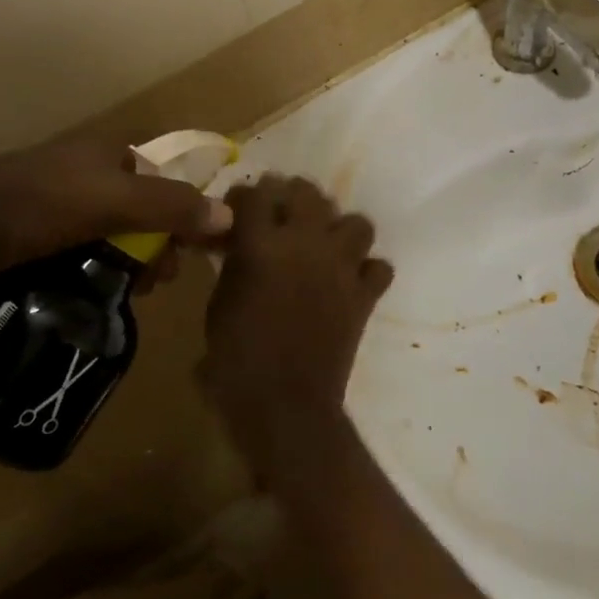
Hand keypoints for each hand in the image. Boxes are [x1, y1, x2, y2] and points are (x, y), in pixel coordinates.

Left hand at [0, 135, 234, 296]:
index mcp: (107, 149)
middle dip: (154, 243)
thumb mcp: (117, 203)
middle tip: (155, 281)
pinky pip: (77, 242)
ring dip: (125, 259)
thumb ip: (173, 207)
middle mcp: (84, 165)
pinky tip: (89, 289)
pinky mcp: (27, 222)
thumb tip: (230, 217)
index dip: (180, 209)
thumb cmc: (43, 204)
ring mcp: (53, 193)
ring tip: (127, 293)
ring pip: (108, 227)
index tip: (184, 249)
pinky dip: (92, 264)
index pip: (162, 174)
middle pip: (138, 204)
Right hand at [201, 175, 393, 477]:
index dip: (247, 196)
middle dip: (294, 197)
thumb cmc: (236, 360)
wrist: (284, 406)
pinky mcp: (364, 295)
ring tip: (324, 246)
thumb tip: (239, 247)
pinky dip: (367, 272)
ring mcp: (341, 267)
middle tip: (284, 217)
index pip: (256, 192)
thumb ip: (233, 265)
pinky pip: (379, 267)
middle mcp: (305, 243)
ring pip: (356, 222)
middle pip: (309, 192)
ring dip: (340, 231)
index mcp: (262, 244)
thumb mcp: (219, 305)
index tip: (242, 208)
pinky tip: (351, 283)